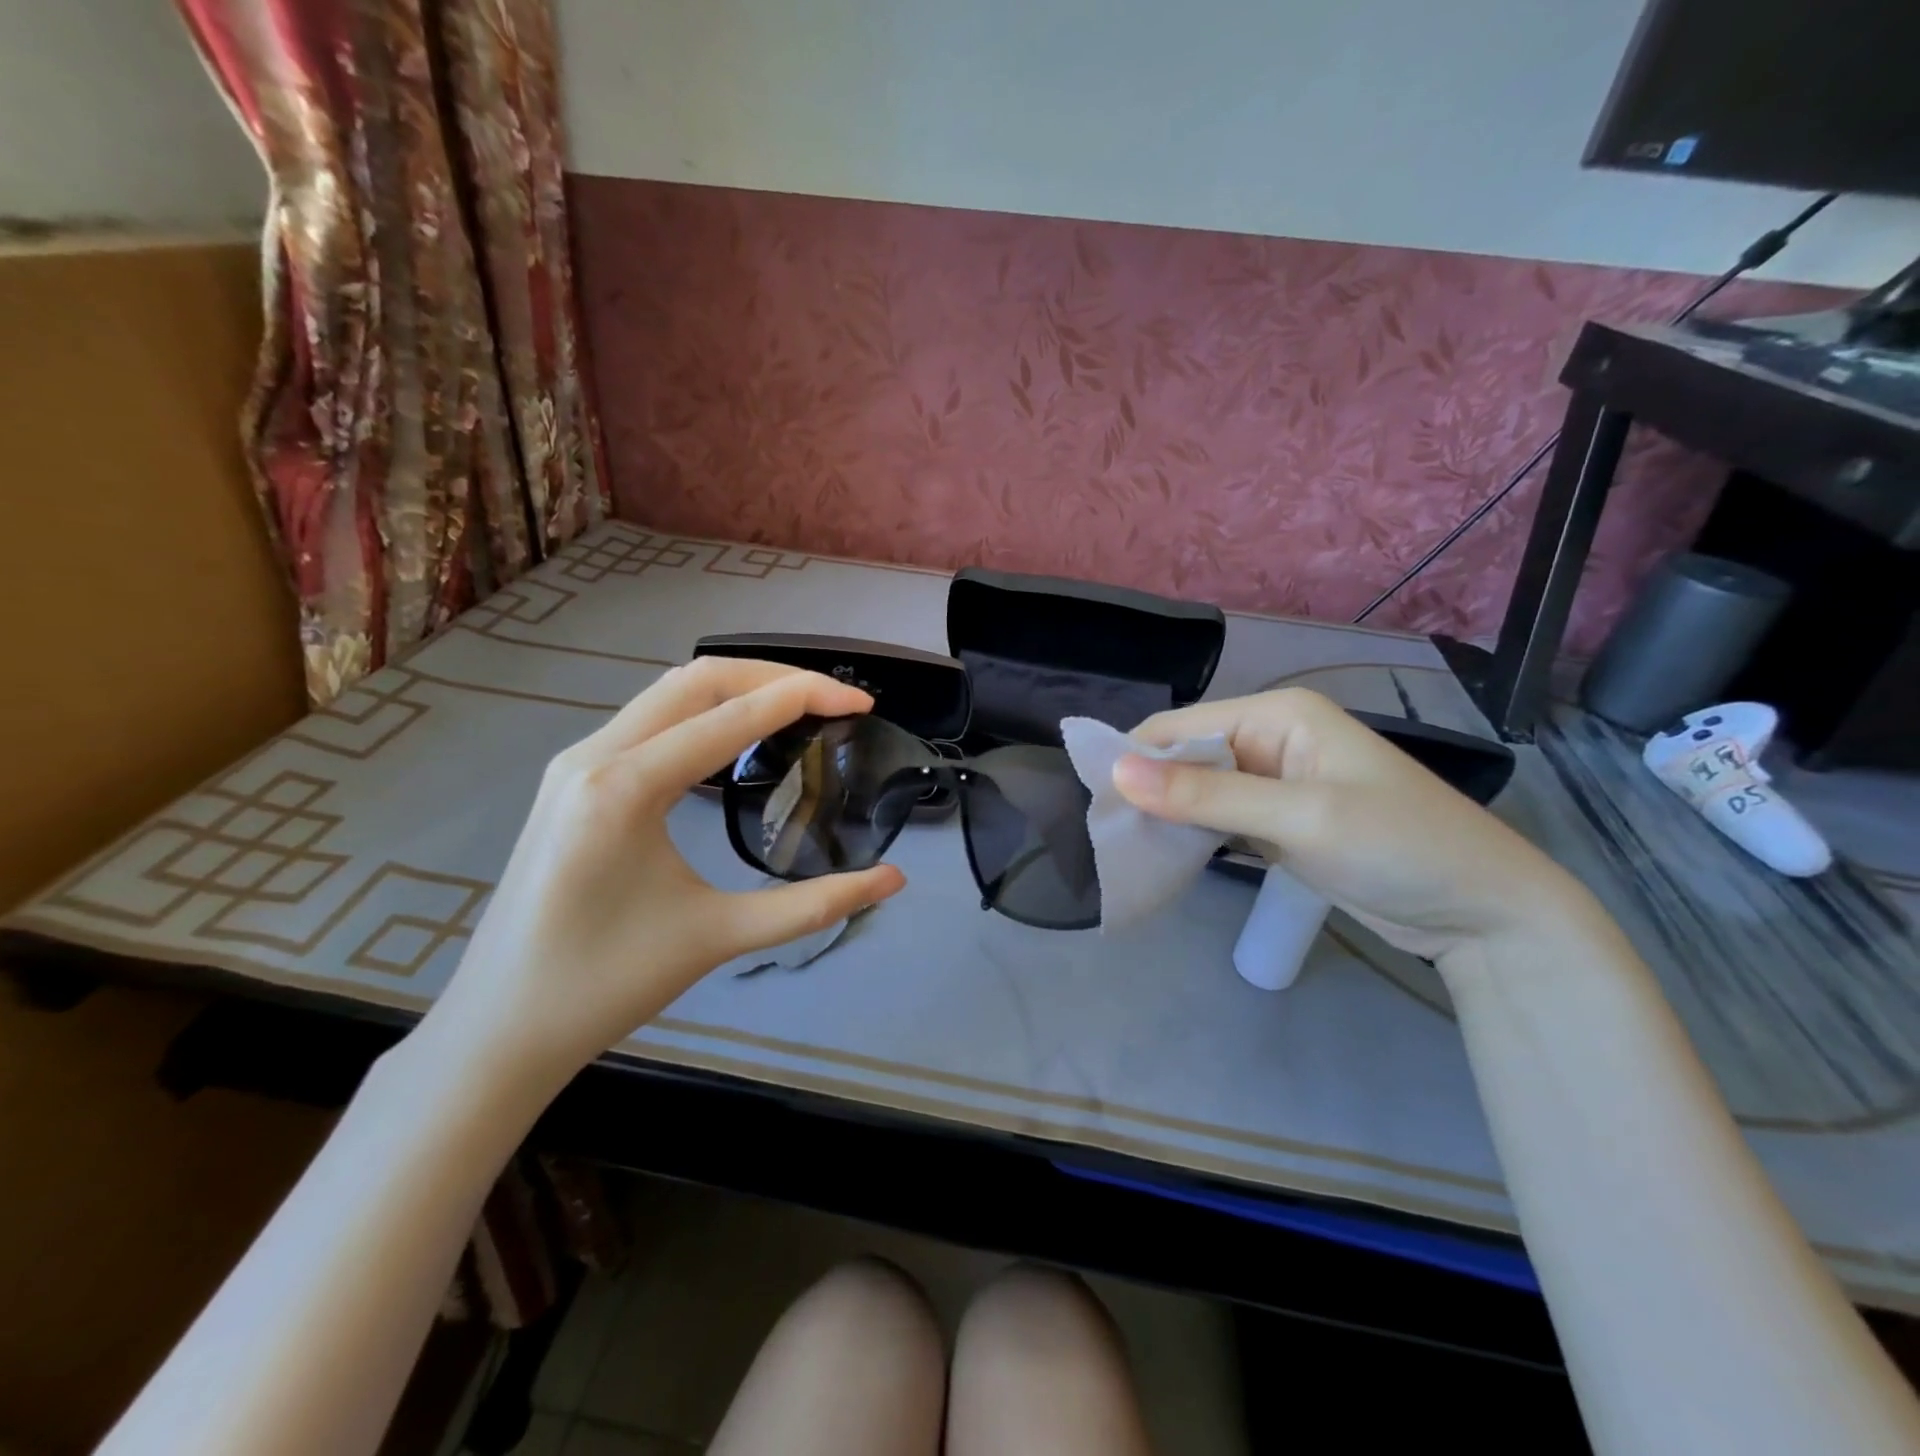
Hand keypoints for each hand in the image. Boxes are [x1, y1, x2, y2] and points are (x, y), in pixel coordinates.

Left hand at [422, 659, 905, 1092]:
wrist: (499, 1031)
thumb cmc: (606, 986)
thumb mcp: (720, 936)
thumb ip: (814, 905)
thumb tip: (893, 881)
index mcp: (625, 786)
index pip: (732, 715)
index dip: (805, 697)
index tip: (860, 703)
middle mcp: (594, 755)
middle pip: (698, 680)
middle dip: (774, 677)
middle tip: (834, 699)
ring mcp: (575, 763)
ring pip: (669, 694)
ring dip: (738, 688)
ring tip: (799, 706)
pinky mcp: (572, 780)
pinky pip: (648, 720)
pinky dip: (705, 712)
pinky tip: (737, 737)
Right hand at [1112, 688, 1597, 965]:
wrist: (1484, 915)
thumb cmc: (1398, 847)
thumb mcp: (1299, 818)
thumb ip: (1205, 795)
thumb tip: (1117, 772)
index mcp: (1278, 714)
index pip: (1181, 726)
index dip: (1134, 759)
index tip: (1093, 804)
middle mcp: (1273, 738)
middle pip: (1187, 757)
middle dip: (1149, 791)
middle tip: (1106, 837)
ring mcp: (1278, 782)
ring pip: (1200, 791)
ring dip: (1168, 817)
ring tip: (1126, 850)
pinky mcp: (1282, 821)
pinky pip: (1221, 819)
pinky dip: (1195, 836)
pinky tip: (1167, 858)